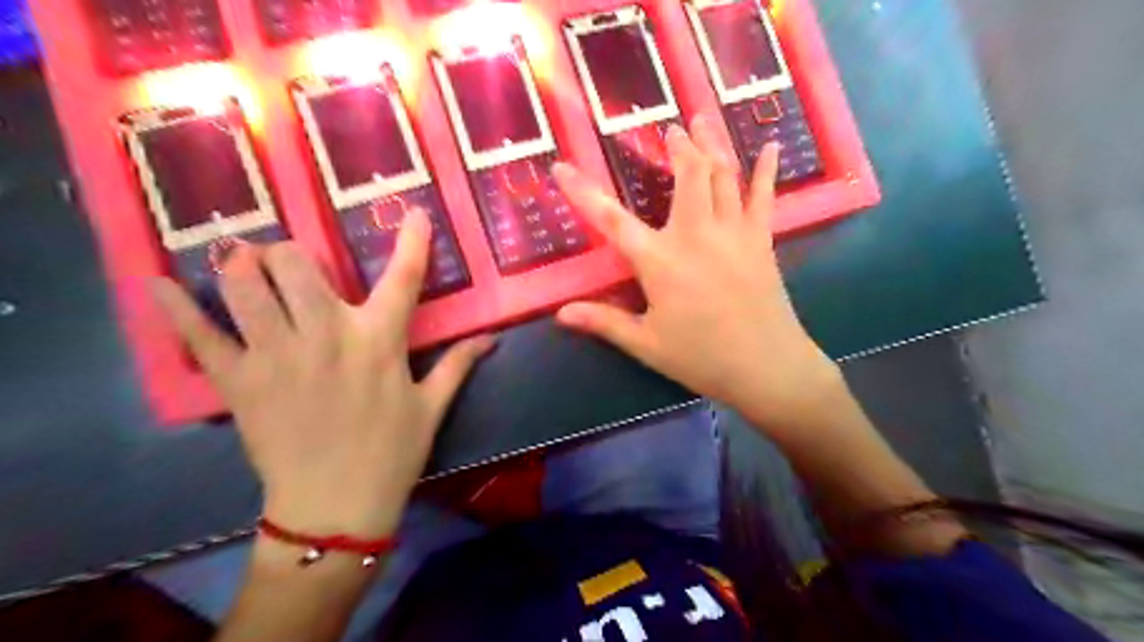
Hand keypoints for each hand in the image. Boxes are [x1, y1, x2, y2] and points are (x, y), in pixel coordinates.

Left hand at [149, 209, 492, 536]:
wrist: (336, 507)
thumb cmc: (393, 452)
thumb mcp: (432, 406)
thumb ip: (458, 364)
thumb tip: (492, 338)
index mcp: (379, 341)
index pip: (403, 277)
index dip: (412, 241)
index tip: (413, 212)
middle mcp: (326, 335)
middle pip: (296, 265)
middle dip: (293, 253)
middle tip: (292, 263)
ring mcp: (276, 356)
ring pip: (244, 286)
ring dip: (242, 265)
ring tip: (244, 263)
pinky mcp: (238, 382)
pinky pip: (198, 336)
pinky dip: (174, 308)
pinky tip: (158, 283)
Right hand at [550, 115, 843, 431]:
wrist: (766, 367)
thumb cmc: (701, 358)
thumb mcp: (645, 344)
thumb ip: (603, 322)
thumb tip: (561, 313)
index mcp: (659, 261)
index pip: (610, 219)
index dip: (582, 192)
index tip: (561, 166)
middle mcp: (695, 234)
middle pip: (687, 176)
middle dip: (678, 147)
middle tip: (671, 128)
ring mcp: (734, 233)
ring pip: (723, 175)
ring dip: (712, 144)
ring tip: (703, 118)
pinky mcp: (762, 241)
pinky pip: (764, 196)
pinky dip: (767, 170)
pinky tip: (772, 147)